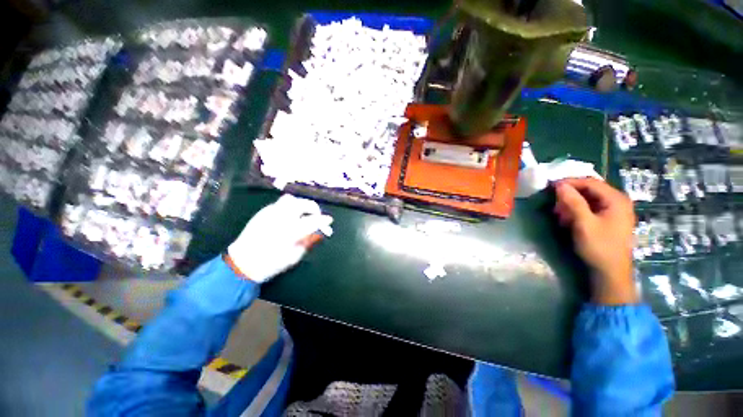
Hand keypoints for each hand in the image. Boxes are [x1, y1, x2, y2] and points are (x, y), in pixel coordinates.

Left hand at [227, 194, 332, 282]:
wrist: (242, 263)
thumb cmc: (271, 263)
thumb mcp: (294, 256)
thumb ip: (308, 241)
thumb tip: (319, 233)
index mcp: (290, 231)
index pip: (313, 221)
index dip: (324, 220)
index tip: (329, 221)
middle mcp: (281, 217)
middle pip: (303, 204)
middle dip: (314, 208)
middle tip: (316, 216)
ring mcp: (271, 212)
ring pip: (291, 199)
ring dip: (301, 204)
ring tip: (303, 214)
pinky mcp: (263, 212)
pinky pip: (280, 203)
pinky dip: (290, 207)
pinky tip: (289, 217)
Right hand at [553, 178, 637, 304]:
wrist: (610, 272)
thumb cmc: (599, 247)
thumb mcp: (584, 224)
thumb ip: (573, 202)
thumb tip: (559, 185)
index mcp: (616, 199)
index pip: (590, 182)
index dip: (570, 182)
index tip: (550, 186)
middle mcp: (617, 201)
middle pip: (589, 189)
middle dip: (569, 195)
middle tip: (554, 203)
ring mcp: (614, 210)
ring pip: (588, 199)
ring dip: (571, 204)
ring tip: (559, 214)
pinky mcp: (608, 219)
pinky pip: (590, 208)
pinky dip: (577, 211)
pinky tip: (567, 219)